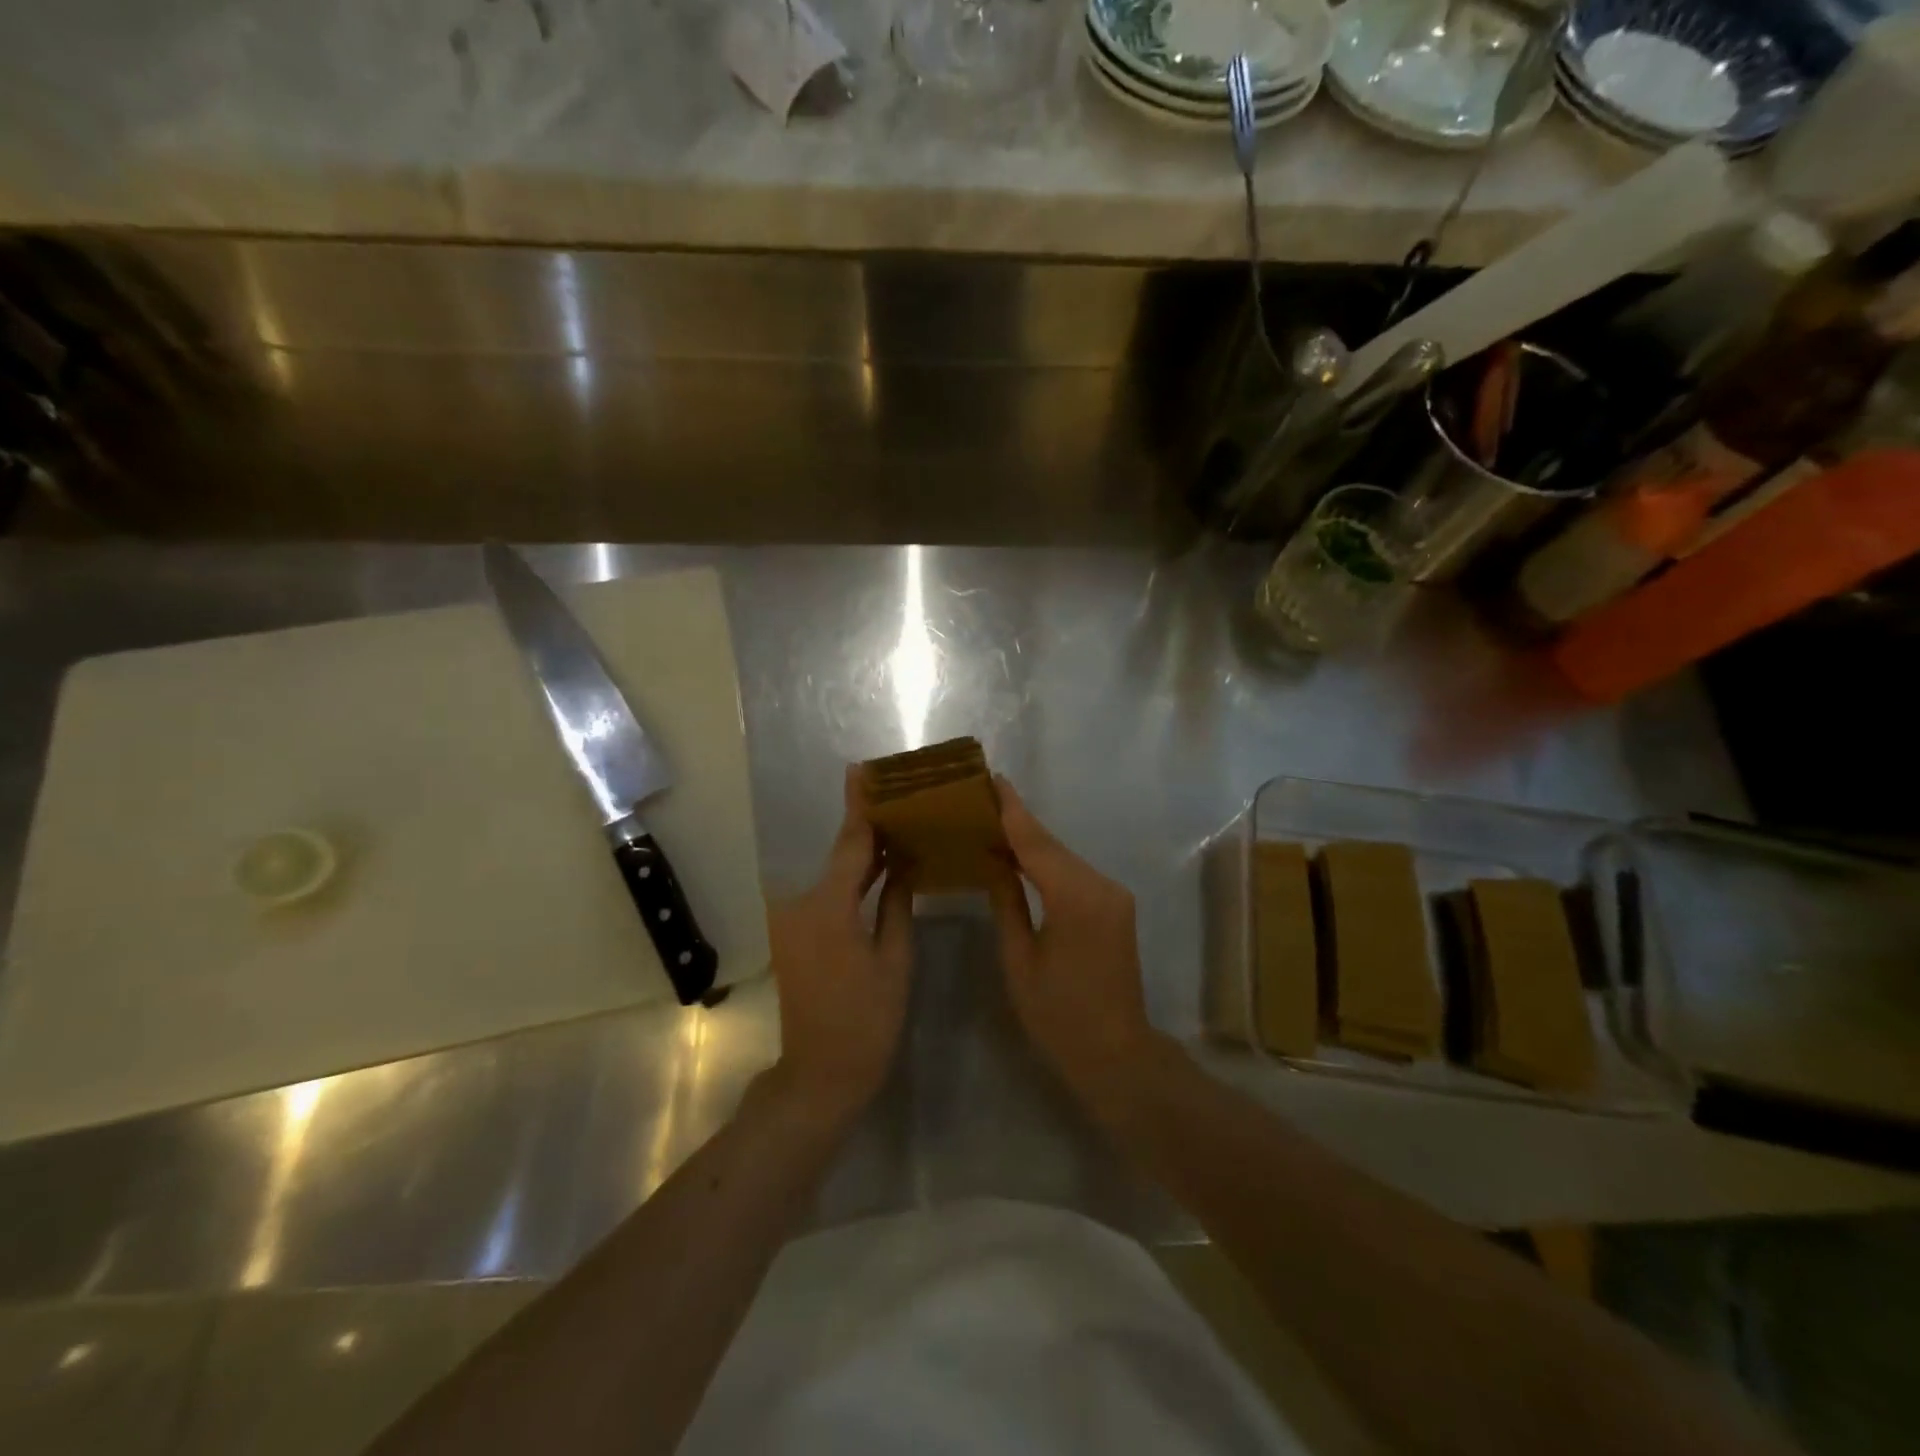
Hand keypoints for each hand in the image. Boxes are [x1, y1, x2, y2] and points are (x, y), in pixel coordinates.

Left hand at [766, 766, 912, 1127]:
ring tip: (895, 823)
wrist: (820, 1074)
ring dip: (861, 853)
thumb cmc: (867, 1021)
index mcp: (827, 907)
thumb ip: (897, 904)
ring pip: (833, 875)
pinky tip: (878, 866)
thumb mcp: (894, 960)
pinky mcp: (794, 934)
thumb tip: (904, 864)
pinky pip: (827, 895)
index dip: (860, 806)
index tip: (863, 770)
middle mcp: (801, 904)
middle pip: (840, 854)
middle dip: (867, 826)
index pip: (850, 843)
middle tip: (896, 795)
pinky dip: (851, 881)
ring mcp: (793, 920)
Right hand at [987, 778, 1161, 1109]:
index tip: (992, 778)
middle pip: (1052, 845)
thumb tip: (994, 862)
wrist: (1117, 1054)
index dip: (1012, 810)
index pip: (1037, 843)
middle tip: (981, 797)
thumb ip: (1007, 903)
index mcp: (1075, 898)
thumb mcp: (1019, 960)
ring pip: (1064, 857)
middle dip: (1018, 821)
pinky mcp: (1115, 906)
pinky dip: (1047, 862)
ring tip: (992, 821)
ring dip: (1031, 841)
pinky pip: (1074, 874)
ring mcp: (1113, 895)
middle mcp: (1101, 886)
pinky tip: (1021, 858)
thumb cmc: (1059, 1016)